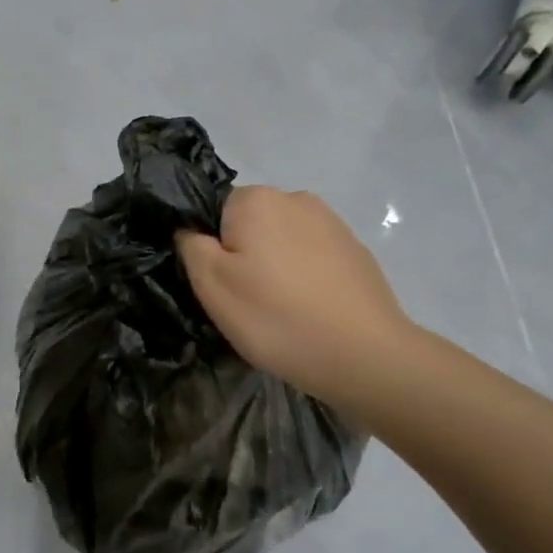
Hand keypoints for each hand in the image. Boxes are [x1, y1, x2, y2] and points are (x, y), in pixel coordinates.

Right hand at [176, 186, 411, 408]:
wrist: (363, 355)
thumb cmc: (275, 316)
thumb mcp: (211, 284)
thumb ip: (190, 245)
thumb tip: (190, 229)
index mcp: (256, 199)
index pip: (215, 211)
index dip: (211, 247)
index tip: (221, 283)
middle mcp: (297, 198)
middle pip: (251, 224)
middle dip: (245, 254)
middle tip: (247, 300)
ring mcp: (333, 224)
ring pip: (283, 241)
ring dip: (275, 266)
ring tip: (280, 309)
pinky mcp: (357, 251)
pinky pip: (313, 258)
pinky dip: (305, 278)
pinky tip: (309, 311)